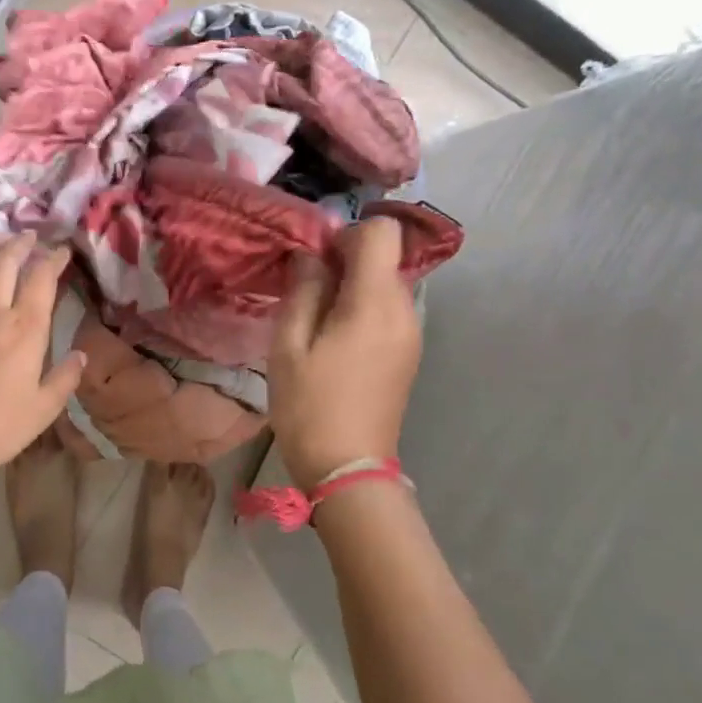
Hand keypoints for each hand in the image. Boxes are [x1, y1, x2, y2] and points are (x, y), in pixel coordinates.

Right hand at [269, 217, 422, 489]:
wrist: (349, 470)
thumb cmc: (311, 406)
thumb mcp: (290, 345)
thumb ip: (304, 289)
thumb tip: (311, 254)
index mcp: (376, 302)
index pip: (382, 231)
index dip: (346, 233)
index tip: (316, 260)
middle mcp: (404, 309)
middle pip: (384, 256)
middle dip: (345, 261)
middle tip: (305, 292)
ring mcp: (412, 333)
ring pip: (385, 283)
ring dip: (352, 286)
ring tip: (315, 320)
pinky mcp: (408, 352)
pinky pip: (388, 310)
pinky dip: (362, 308)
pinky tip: (334, 341)